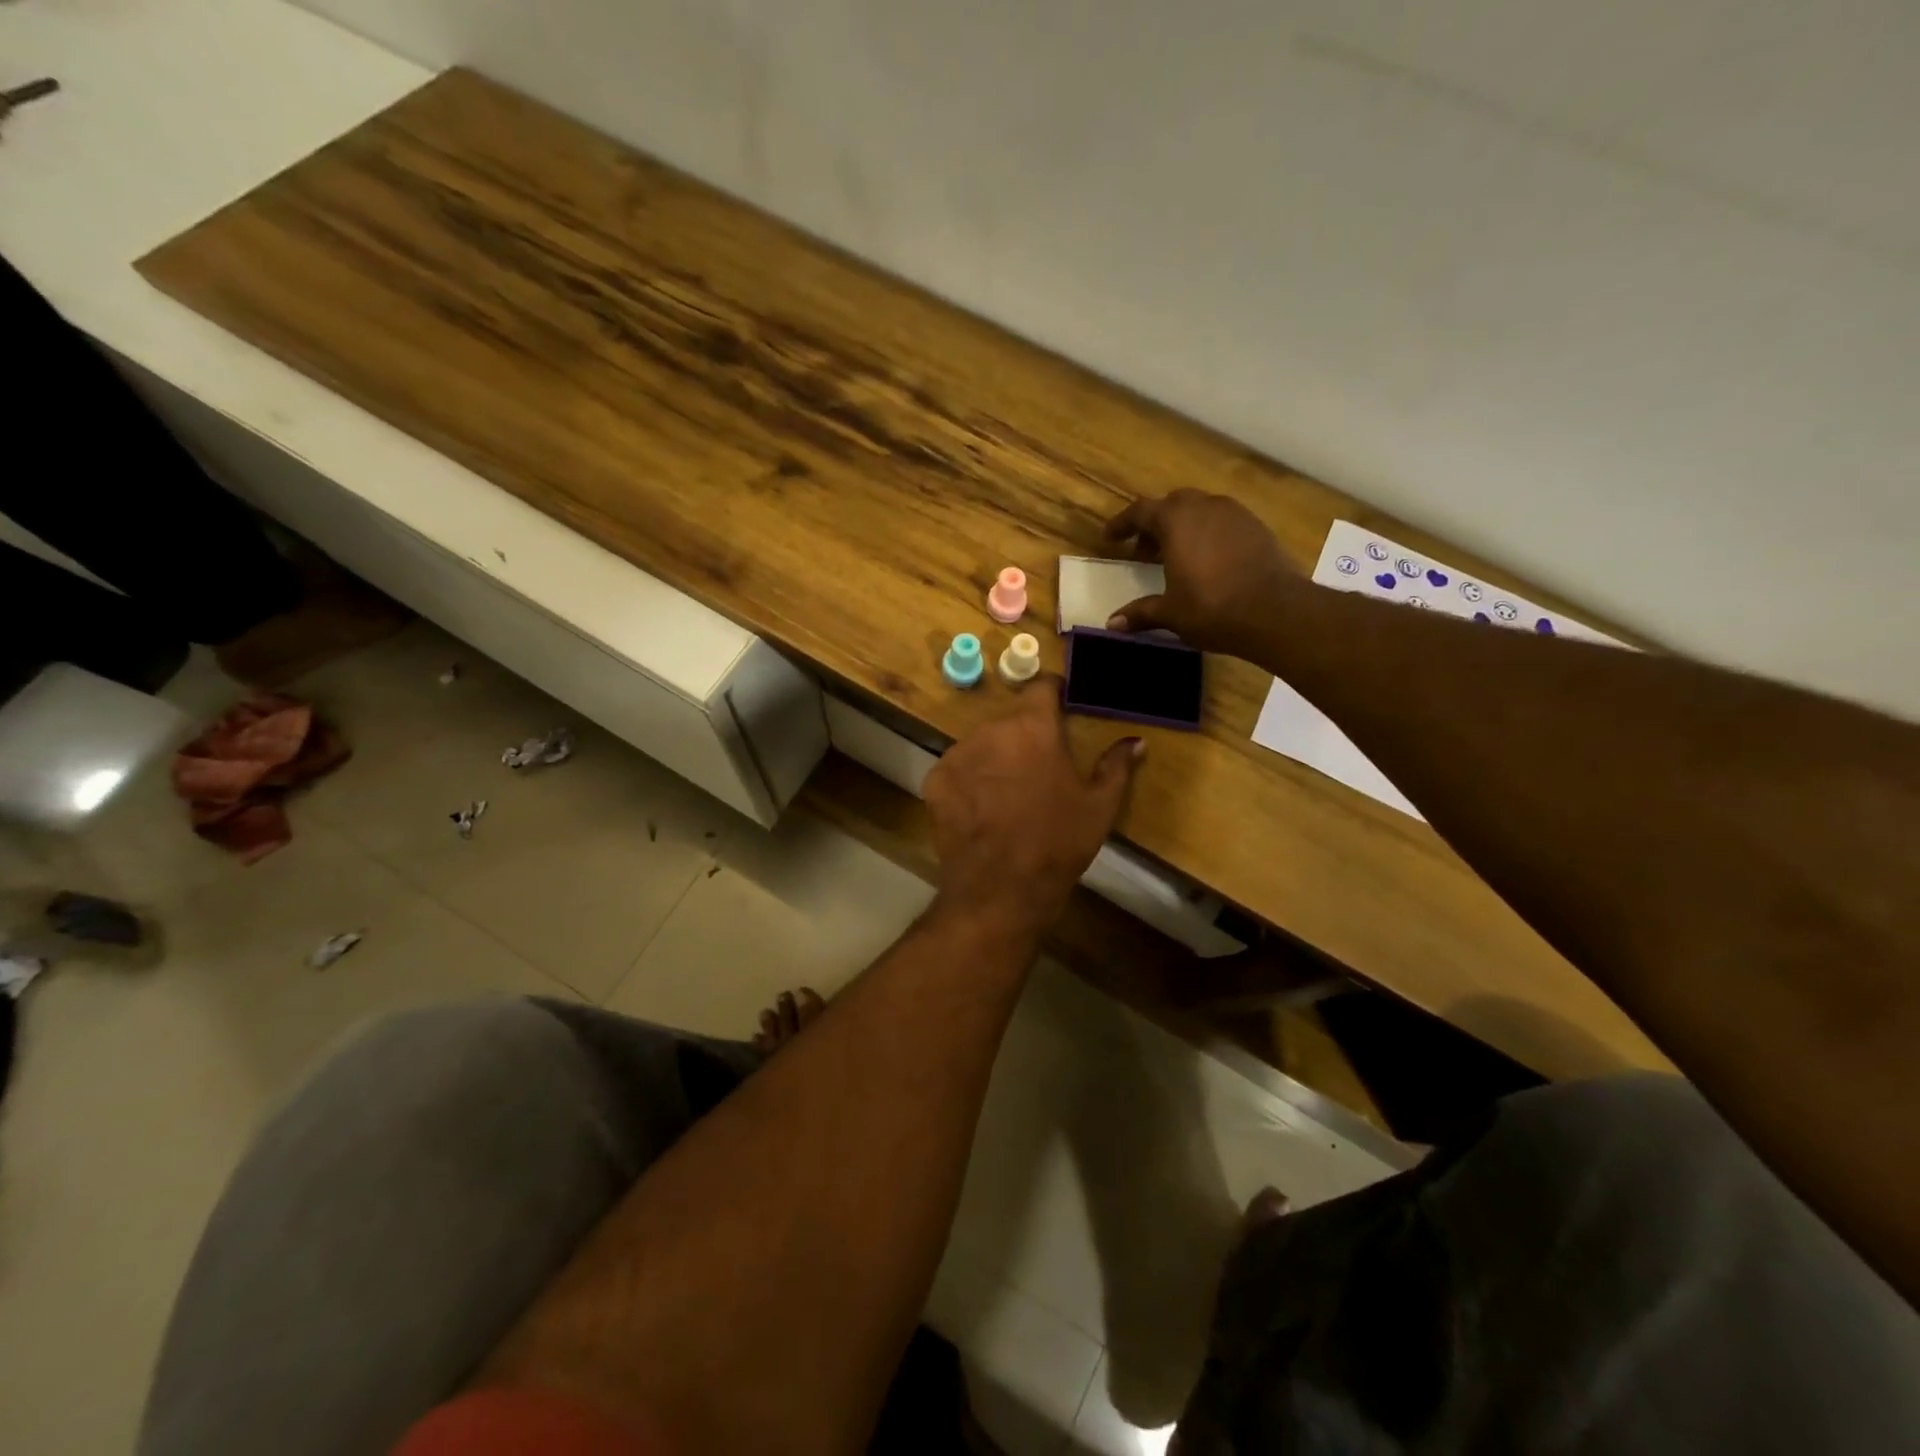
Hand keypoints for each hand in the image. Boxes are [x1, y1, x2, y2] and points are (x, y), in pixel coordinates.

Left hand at [924, 680, 1142, 936]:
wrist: (1001, 888)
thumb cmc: (1058, 843)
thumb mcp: (1099, 806)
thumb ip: (1117, 766)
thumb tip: (1135, 742)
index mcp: (1033, 726)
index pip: (1041, 686)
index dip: (1053, 694)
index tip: (1061, 708)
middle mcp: (991, 729)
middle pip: (1010, 719)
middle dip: (1024, 735)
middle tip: (1037, 767)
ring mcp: (957, 753)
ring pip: (981, 742)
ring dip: (994, 756)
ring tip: (1007, 793)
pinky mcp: (935, 780)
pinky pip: (956, 769)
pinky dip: (968, 780)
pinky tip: (980, 808)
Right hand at [1103, 490, 1297, 655]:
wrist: (1275, 611)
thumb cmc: (1212, 608)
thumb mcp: (1170, 613)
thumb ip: (1140, 613)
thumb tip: (1111, 624)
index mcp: (1176, 520)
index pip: (1140, 511)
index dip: (1122, 524)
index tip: (1110, 538)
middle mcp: (1204, 507)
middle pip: (1172, 505)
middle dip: (1154, 524)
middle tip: (1144, 551)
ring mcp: (1235, 514)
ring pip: (1200, 510)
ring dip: (1183, 528)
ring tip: (1176, 557)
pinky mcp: (1257, 527)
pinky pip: (1223, 522)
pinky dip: (1208, 535)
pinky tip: (1208, 562)